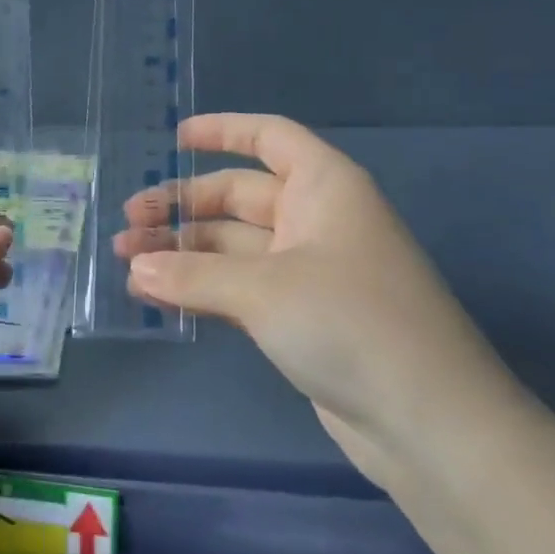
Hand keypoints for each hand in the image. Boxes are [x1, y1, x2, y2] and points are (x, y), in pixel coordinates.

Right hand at [115, 114, 524, 487]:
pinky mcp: (300, 318)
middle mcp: (316, 220)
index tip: (173, 139)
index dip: (223, 131)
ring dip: (183, 253)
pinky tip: (156, 298)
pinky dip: (201, 290)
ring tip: (127, 265)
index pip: (270, 137)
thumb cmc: (350, 323)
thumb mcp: (264, 290)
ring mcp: (308, 272)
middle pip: (238, 196)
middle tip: (127, 225)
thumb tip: (136, 268)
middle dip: (182, 208)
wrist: (427, 421)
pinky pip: (239, 289)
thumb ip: (193, 275)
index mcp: (323, 188)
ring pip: (233, 247)